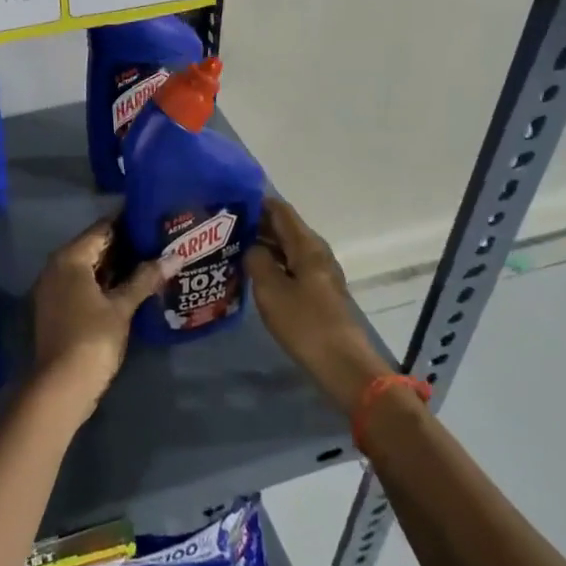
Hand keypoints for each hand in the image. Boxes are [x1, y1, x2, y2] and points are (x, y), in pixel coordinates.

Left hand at [29, 217, 168, 428]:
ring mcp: (54, 289)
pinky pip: (82, 284)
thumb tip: (174, 256)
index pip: (102, 229)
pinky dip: (104, 283)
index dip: (127, 222)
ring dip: (116, 266)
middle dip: (124, 245)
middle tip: (158, 240)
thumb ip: (145, 278)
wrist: (62, 385)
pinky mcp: (57, 308)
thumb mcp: (122, 307)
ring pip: (88, 268)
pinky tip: (130, 287)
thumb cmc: (92, 338)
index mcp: (69, 258)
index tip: (152, 218)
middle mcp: (56, 267)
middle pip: (94, 247)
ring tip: (151, 260)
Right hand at [246, 197, 390, 415]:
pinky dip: (272, 263)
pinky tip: (252, 272)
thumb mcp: (271, 289)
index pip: (280, 211)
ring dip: (262, 245)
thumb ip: (257, 260)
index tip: (229, 201)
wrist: (342, 364)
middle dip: (256, 224)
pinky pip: (290, 266)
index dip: (256, 202)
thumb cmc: (304, 323)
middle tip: (223, 226)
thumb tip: (251, 247)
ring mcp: (319, 273)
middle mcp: (316, 252)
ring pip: (286, 248)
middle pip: (284, 228)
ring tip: (232, 246)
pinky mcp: (318, 292)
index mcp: (307, 246)